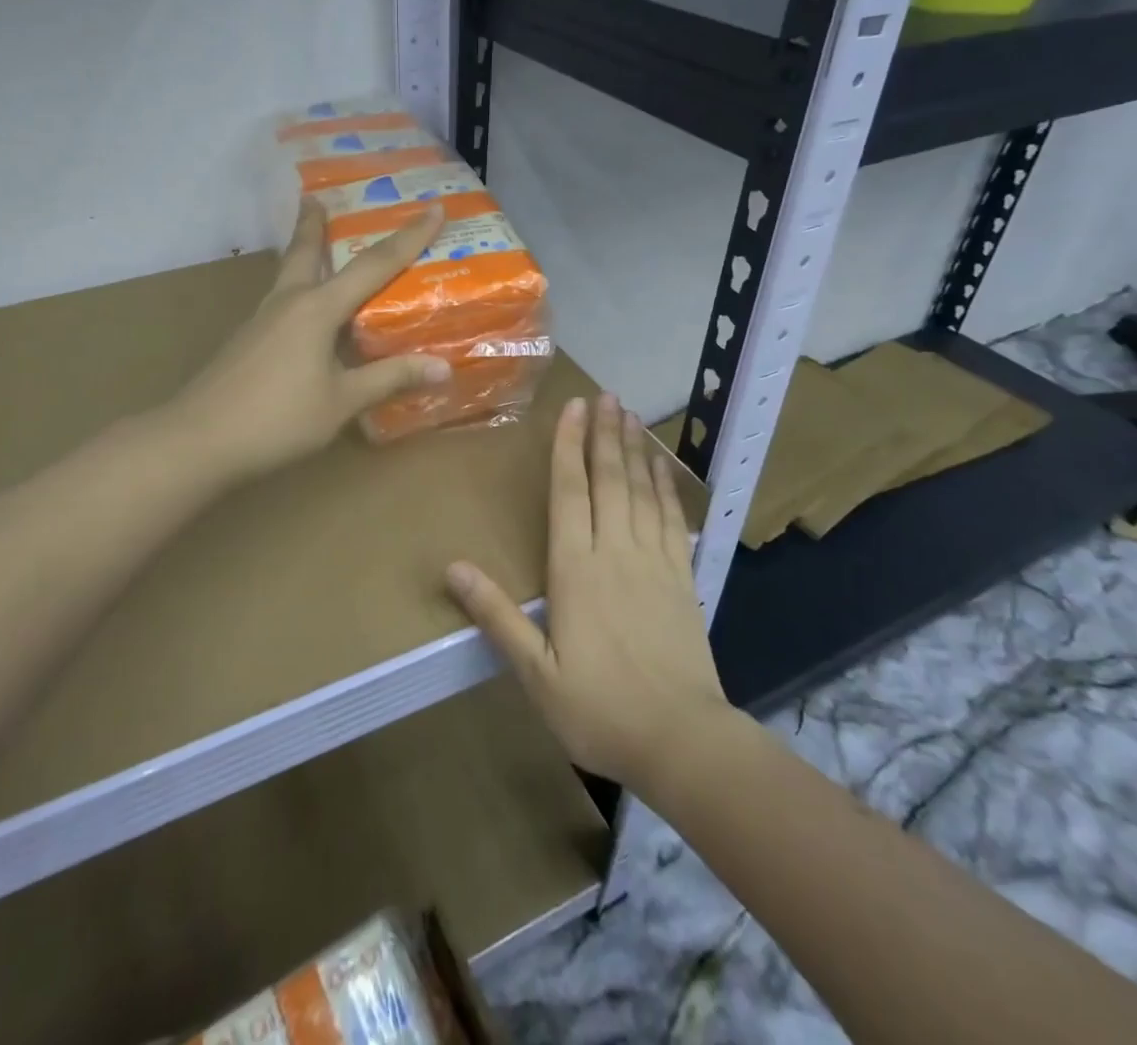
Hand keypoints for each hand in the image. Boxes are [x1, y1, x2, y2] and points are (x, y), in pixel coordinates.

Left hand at [171, 202, 449, 482]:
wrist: (198, 441)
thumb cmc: (278, 419)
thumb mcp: (342, 401)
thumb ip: (389, 379)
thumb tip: (443, 367)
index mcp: (317, 308)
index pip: (374, 265)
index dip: (409, 237)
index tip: (434, 208)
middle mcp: (288, 303)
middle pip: (305, 251)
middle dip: (313, 224)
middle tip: (316, 198)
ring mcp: (261, 321)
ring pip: (287, 275)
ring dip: (301, 253)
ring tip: (310, 241)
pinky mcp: (247, 341)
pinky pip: (280, 303)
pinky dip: (297, 291)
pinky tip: (301, 314)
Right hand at [445, 393, 731, 792]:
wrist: (681, 740)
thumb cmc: (599, 708)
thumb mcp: (535, 671)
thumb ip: (495, 615)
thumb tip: (453, 567)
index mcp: (576, 569)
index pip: (570, 492)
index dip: (569, 447)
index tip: (574, 408)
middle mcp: (615, 551)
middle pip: (609, 479)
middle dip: (605, 434)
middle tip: (607, 395)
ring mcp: (654, 561)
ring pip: (643, 491)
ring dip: (636, 450)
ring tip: (632, 415)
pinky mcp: (683, 577)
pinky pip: (672, 518)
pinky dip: (666, 487)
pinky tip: (663, 468)